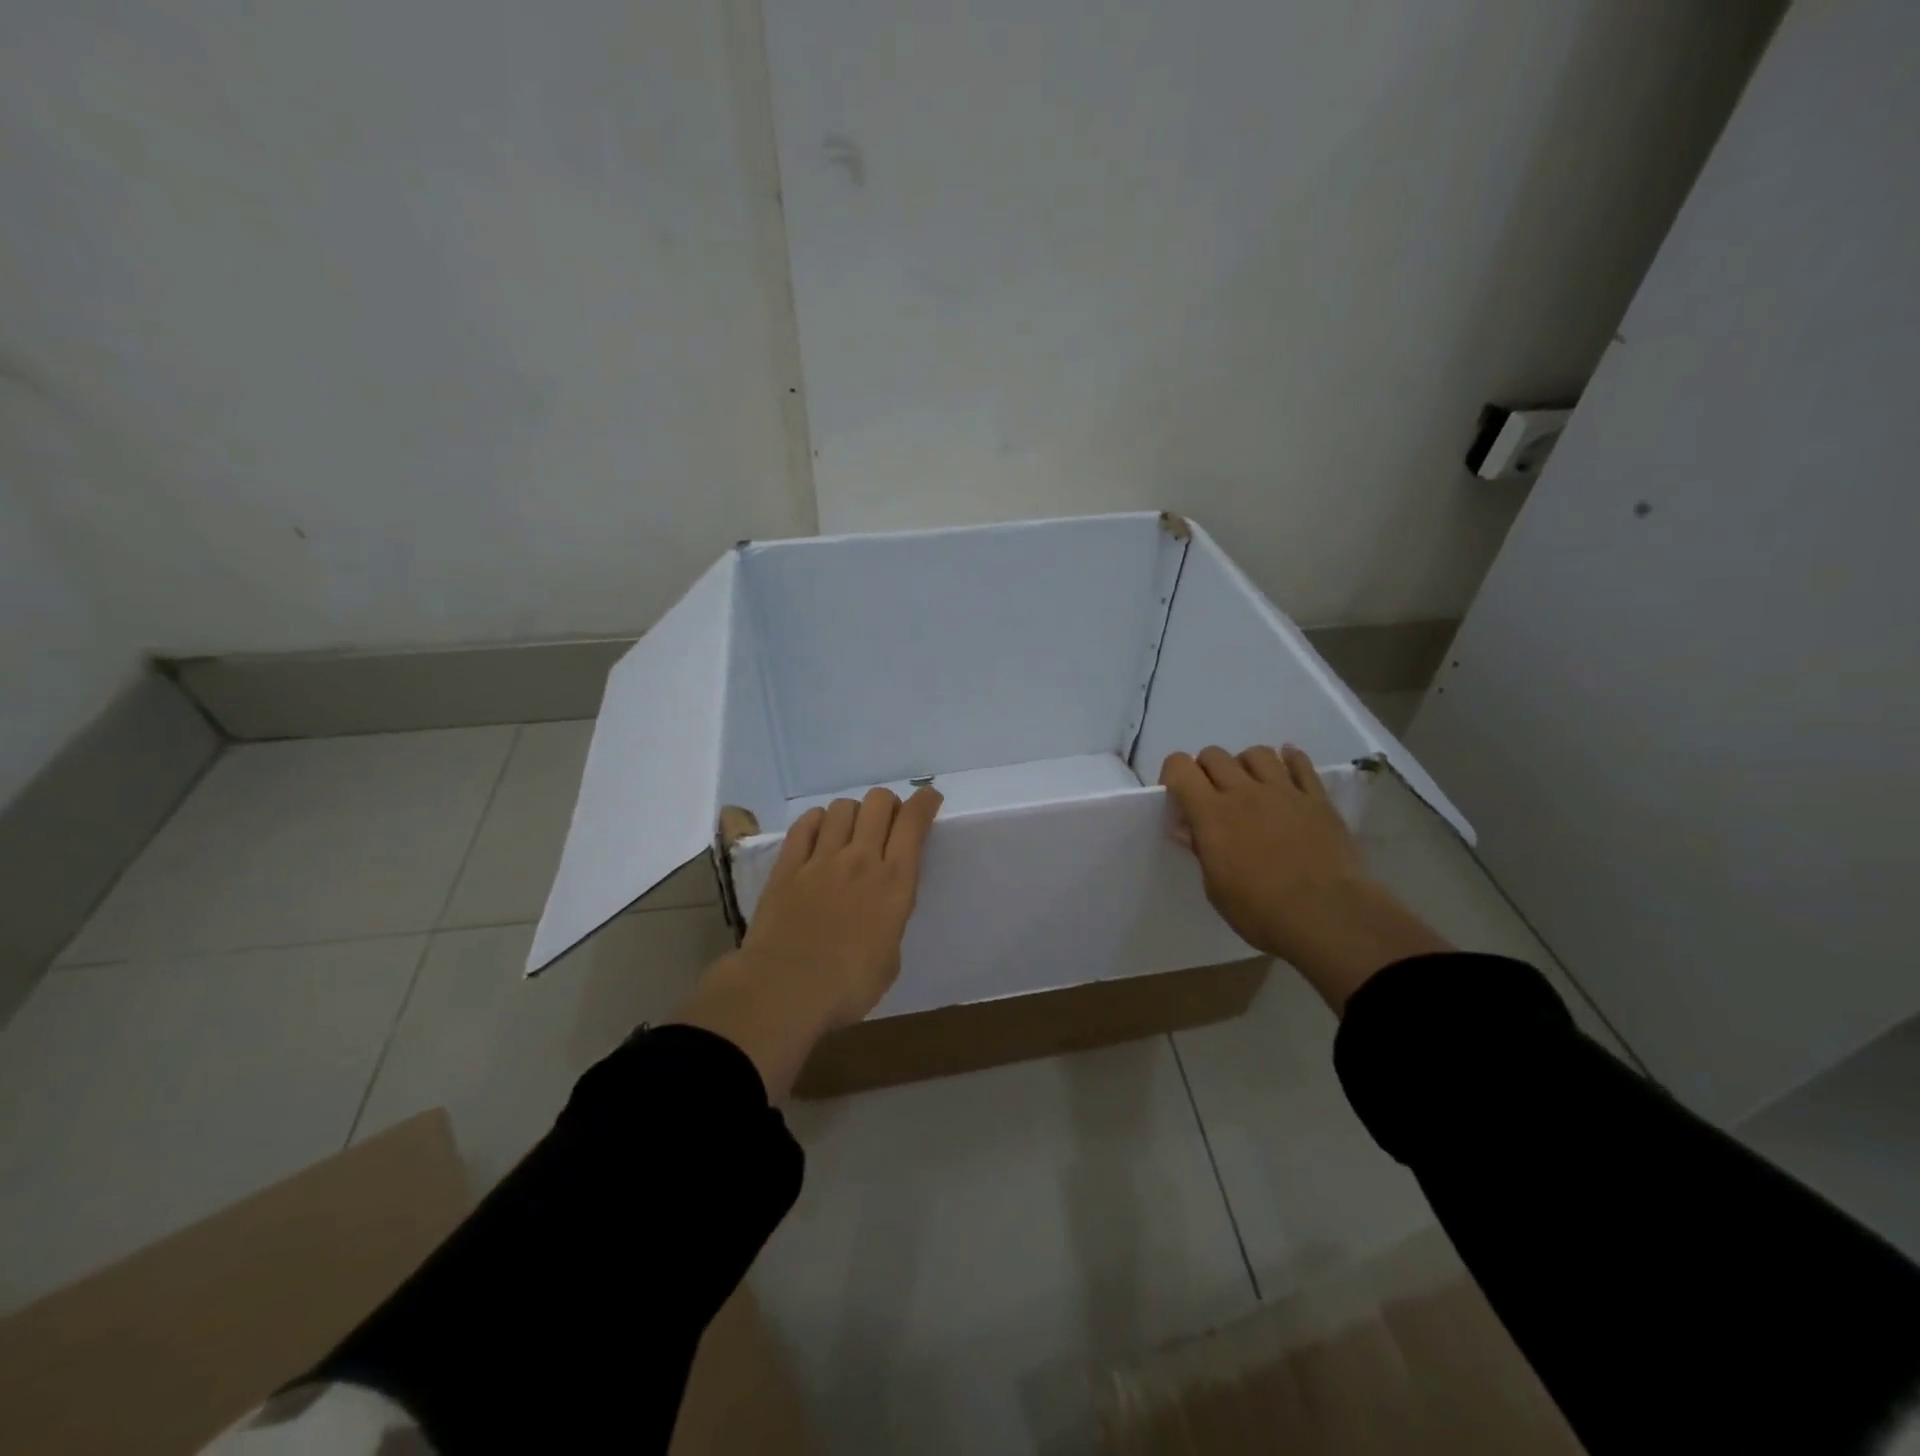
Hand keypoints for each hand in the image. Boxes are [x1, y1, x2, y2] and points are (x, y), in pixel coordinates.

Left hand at [741, 785, 943, 1027]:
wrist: (785, 991)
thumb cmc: (848, 986)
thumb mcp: (890, 958)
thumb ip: (889, 921)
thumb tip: (880, 910)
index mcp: (894, 883)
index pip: (913, 823)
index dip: (924, 802)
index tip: (929, 798)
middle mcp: (861, 860)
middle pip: (878, 803)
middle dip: (889, 804)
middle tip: (888, 823)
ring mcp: (821, 860)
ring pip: (842, 808)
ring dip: (854, 813)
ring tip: (851, 832)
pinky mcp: (787, 867)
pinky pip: (805, 825)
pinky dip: (817, 820)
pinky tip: (819, 832)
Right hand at [1159, 745, 1448, 1011]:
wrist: (1328, 916)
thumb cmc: (1261, 911)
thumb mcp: (1216, 889)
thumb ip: (1202, 851)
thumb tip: (1189, 829)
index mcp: (1211, 814)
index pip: (1180, 767)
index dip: (1172, 775)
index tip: (1177, 798)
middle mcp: (1244, 792)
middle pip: (1214, 755)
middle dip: (1206, 770)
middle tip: (1212, 797)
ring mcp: (1284, 792)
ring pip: (1257, 753)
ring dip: (1246, 765)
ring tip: (1250, 787)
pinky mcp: (1317, 799)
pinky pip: (1301, 764)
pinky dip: (1290, 760)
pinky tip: (1288, 765)